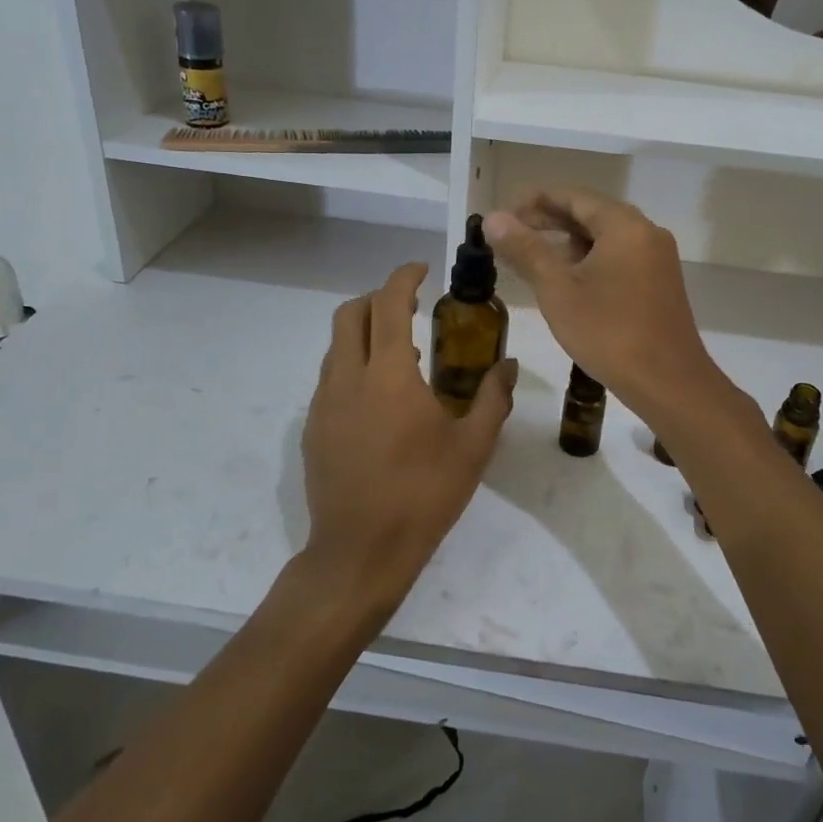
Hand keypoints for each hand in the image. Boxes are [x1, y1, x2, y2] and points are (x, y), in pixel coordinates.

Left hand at [300, 262, 516, 619]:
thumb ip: (493, 398)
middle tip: (408, 305)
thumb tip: (509, 366)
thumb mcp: (473, 447)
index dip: (403, 278)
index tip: (422, 270)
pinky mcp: (313, 429)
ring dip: (363, 332)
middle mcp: (348, 379)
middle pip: (350, 314)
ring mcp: (324, 404)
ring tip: (399, 352)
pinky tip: (379, 398)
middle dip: (377, 298)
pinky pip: (330, 378)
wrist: (360, 551)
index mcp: (389, 376)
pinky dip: (352, 365)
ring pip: (336, 346)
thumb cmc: (423, 495)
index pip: (388, 304)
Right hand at [483, 189, 731, 424]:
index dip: (536, 201)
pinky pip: (621, 257)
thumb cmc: (609, 332)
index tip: (506, 214)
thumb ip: (525, 249)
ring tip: (535, 259)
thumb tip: (493, 218)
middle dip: (551, 221)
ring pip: (607, 237)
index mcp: (624, 225)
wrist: (668, 382)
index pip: (574, 196)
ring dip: (570, 243)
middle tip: (513, 235)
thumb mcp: (558, 290)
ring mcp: (658, 258)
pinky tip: (569, 281)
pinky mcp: (661, 282)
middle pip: (592, 214)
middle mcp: (647, 232)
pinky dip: (592, 260)